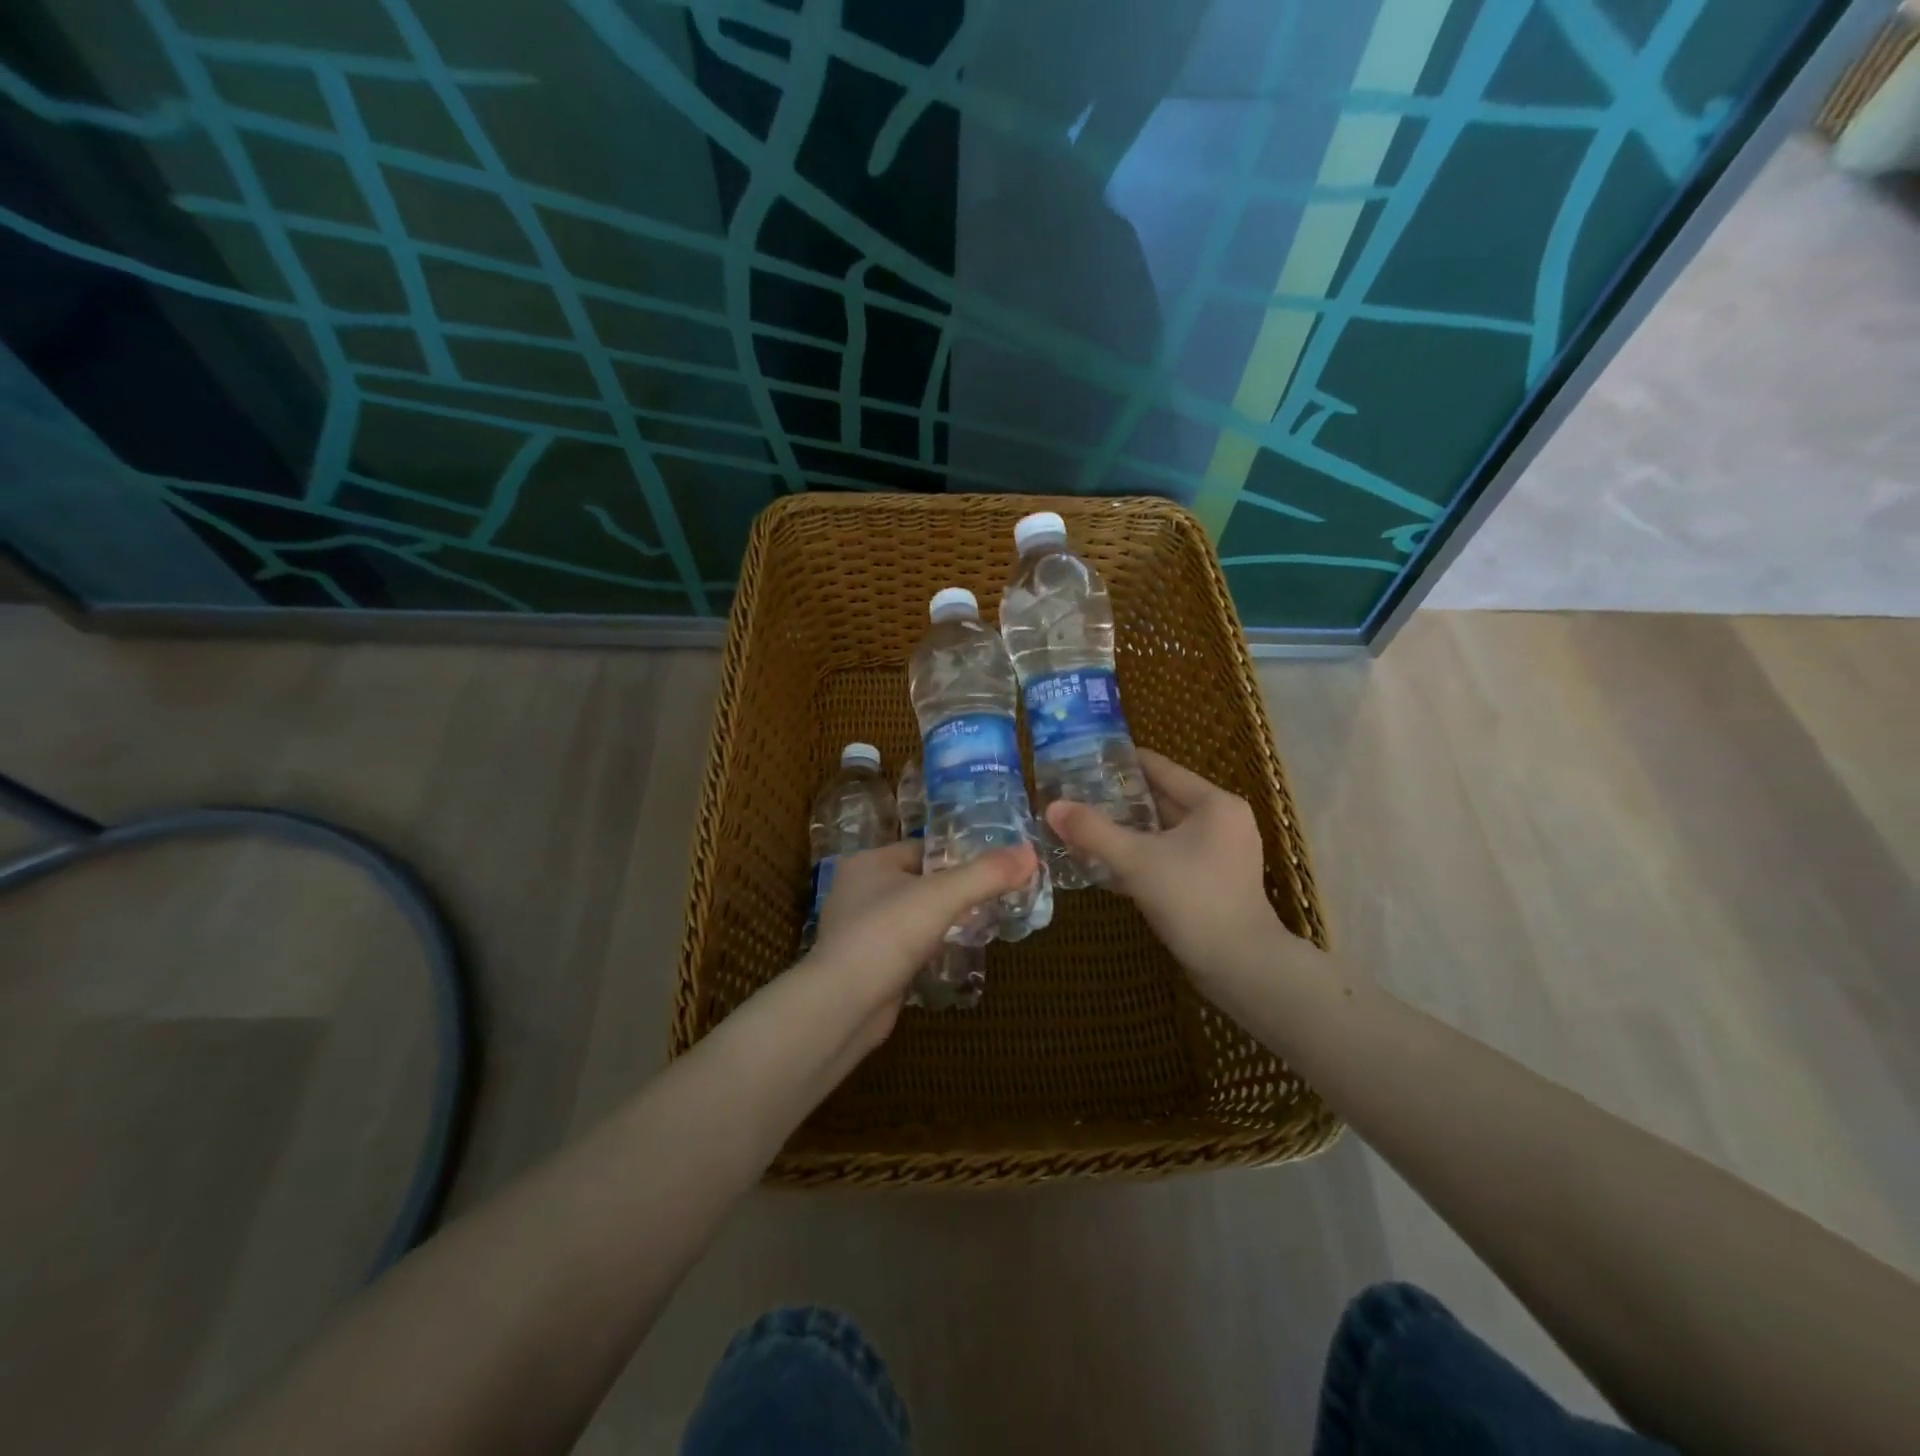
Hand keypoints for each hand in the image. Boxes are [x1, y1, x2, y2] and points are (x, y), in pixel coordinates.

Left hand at [808, 839, 1037, 1042]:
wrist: (843, 1006)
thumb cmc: (888, 935)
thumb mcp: (943, 896)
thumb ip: (987, 874)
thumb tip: (1031, 852)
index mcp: (868, 862)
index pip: (922, 849)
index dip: (958, 857)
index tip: (993, 871)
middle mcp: (858, 890)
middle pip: (919, 881)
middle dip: (953, 891)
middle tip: (992, 900)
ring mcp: (859, 929)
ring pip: (912, 916)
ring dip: (941, 922)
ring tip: (978, 927)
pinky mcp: (866, 963)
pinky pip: (905, 946)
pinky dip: (927, 948)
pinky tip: (950, 956)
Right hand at [1045, 749, 1312, 987]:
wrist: (1240, 968)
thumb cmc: (1193, 900)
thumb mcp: (1136, 860)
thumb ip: (1093, 831)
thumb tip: (1052, 806)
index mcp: (1214, 803)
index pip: (1161, 768)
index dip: (1121, 762)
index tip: (1084, 760)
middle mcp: (1223, 821)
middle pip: (1162, 799)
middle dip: (1119, 800)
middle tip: (1076, 796)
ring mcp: (1221, 854)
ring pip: (1164, 832)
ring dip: (1127, 831)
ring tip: (1083, 827)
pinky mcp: (1214, 882)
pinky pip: (1170, 857)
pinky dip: (1142, 856)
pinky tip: (1106, 864)